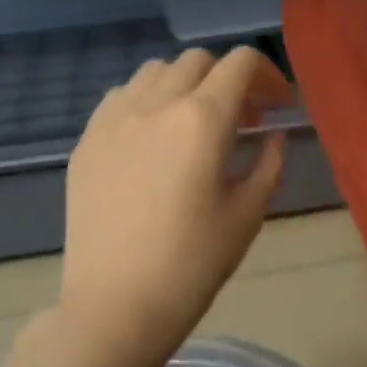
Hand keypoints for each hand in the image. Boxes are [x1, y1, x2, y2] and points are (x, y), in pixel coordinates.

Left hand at [59, 46, 290, 360]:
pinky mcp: (87, 141)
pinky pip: (120, 97)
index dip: (267, 74)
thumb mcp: (246, 215)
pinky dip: (147, 101)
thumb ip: (268, 164)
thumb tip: (274, 136)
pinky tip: (153, 138)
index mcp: (201, 120)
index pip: (240, 64)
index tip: (279, 104)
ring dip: (186, 84)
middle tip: (245, 117)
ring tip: (196, 123)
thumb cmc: (191, 265)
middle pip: (197, 61)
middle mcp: (155, 104)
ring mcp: (113, 119)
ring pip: (155, 72)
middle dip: (228, 78)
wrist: (115, 305)